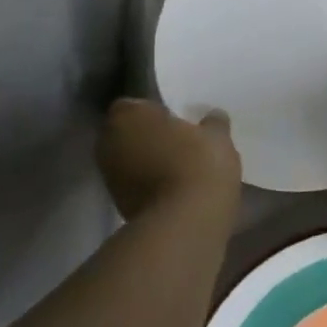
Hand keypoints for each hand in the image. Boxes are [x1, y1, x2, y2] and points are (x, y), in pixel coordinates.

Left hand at [98, 99, 240, 221]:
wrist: (184, 222)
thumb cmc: (198, 164)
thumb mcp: (218, 137)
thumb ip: (213, 122)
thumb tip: (213, 116)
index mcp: (128, 115)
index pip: (135, 104)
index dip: (155, 110)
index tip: (177, 119)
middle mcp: (108, 141)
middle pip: (128, 132)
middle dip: (149, 135)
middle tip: (179, 141)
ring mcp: (109, 175)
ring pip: (130, 158)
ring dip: (148, 160)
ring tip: (179, 166)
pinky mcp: (117, 203)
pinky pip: (134, 183)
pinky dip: (149, 183)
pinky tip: (174, 187)